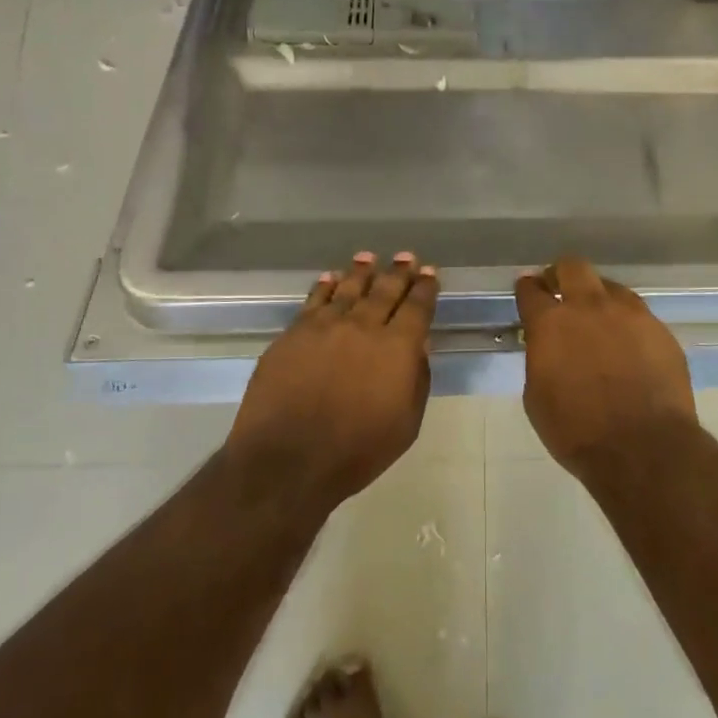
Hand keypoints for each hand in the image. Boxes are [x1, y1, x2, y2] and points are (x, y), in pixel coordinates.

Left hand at [228, 252, 438, 505]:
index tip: (429, 273)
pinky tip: (330, 279)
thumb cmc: (357, 451)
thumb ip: (416, 379)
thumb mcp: (406, 424)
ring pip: (348, 289)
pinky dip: (325, 286)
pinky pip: (314, 301)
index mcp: (397, 347)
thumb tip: (418, 346)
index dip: (425, 288)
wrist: (288, 460)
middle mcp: (363, 326)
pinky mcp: (293, 334)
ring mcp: (325, 326)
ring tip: (368, 258)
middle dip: (398, 272)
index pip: (417, 307)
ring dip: (361, 272)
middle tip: (406, 257)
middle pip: (384, 290)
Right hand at [514, 257, 695, 478]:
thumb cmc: (577, 431)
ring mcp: (631, 315)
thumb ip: (541, 359)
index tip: (527, 290)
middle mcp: (590, 307)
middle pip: (573, 267)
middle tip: (558, 289)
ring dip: (598, 298)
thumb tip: (549, 348)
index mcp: (552, 323)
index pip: (531, 290)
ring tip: (599, 321)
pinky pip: (638, 315)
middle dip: (561, 274)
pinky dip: (627, 324)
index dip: (526, 288)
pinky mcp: (661, 330)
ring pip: (610, 287)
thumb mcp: (537, 398)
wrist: (644, 449)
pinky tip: (628, 347)